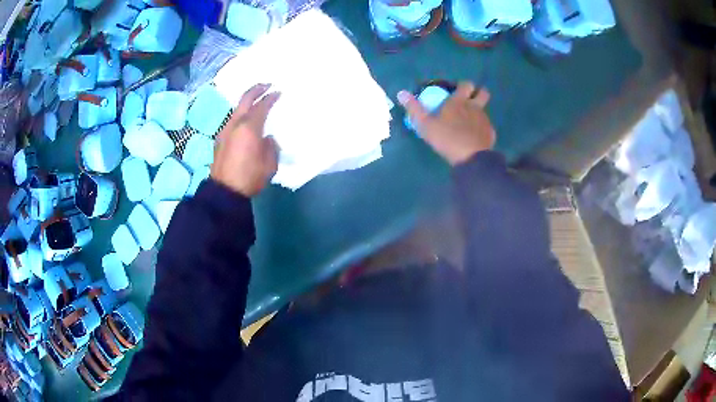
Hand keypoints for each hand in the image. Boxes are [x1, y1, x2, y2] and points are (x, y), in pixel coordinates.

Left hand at [211, 84, 280, 196]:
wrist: (225, 191)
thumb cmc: (250, 177)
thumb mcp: (270, 163)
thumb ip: (271, 146)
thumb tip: (267, 138)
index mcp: (249, 127)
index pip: (262, 105)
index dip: (271, 97)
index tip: (279, 92)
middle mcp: (235, 124)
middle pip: (245, 99)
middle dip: (257, 89)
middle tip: (267, 85)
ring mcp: (225, 130)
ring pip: (237, 109)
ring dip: (247, 102)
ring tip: (257, 102)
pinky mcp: (220, 139)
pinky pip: (232, 119)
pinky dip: (241, 114)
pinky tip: (246, 120)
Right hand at [397, 81, 495, 165]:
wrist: (471, 158)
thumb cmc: (447, 138)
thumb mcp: (425, 124)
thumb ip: (414, 108)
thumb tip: (401, 93)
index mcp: (459, 101)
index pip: (467, 84)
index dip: (463, 85)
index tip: (457, 91)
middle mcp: (474, 107)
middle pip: (483, 92)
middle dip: (478, 93)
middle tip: (469, 101)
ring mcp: (484, 120)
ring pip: (485, 110)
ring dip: (478, 113)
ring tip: (468, 123)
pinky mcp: (490, 134)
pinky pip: (487, 127)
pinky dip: (481, 130)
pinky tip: (474, 138)